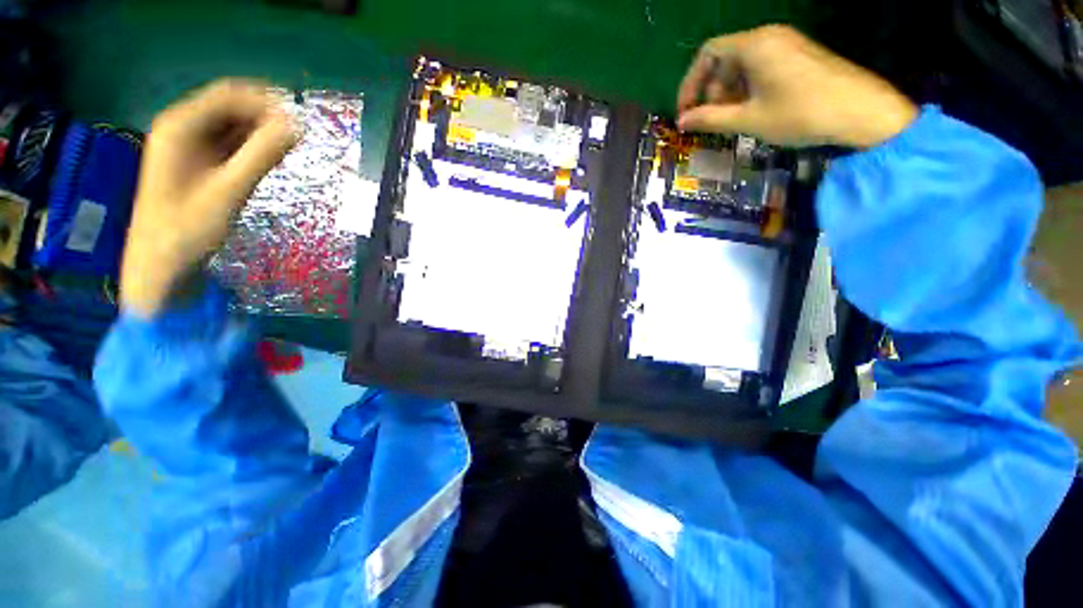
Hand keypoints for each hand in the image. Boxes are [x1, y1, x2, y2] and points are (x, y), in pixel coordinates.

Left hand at [121, 79, 297, 317]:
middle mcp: (181, 127)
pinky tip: (267, 160)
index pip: (229, 94)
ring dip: (260, 133)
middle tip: (298, 138)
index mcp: (180, 125)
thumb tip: (297, 126)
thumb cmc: (190, 227)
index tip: (300, 122)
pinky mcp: (196, 161)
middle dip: (265, 117)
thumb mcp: (231, 189)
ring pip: (230, 125)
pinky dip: (250, 147)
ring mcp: (187, 145)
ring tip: (288, 150)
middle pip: (229, 106)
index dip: (267, 103)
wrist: (161, 262)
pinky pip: (227, 143)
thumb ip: (263, 155)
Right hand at [677, 25, 917, 147]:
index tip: (685, 111)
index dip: (690, 83)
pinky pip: (762, 68)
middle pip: (725, 59)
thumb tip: (682, 122)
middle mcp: (768, 37)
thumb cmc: (798, 113)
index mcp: (753, 45)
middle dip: (711, 91)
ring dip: (729, 94)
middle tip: (710, 122)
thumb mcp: (747, 120)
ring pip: (743, 66)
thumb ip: (710, 119)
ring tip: (730, 121)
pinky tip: (752, 112)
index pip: (707, 54)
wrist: (860, 111)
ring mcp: (786, 44)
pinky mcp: (799, 56)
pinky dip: (748, 89)